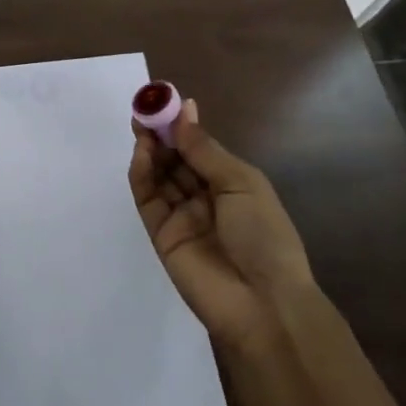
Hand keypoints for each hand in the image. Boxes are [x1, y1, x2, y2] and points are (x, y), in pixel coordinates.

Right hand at [129, 98, 315, 353]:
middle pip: (176, 159)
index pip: (199, 148)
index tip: (164, 101)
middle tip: (145, 109)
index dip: (182, 125)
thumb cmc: (264, 235)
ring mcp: (182, 217)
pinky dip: (142, 174)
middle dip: (161, 133)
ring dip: (150, 149)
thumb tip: (183, 110)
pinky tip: (143, 152)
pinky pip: (148, 199)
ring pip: (159, 175)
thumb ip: (204, 149)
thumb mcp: (241, 183)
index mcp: (231, 184)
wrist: (263, 305)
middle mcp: (205, 198)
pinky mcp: (161, 235)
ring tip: (141, 126)